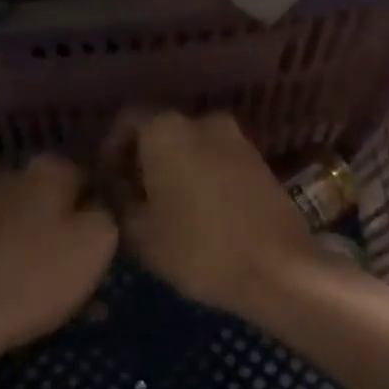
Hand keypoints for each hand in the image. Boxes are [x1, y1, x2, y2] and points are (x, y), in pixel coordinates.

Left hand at [0, 154, 116, 360]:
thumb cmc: (39, 274)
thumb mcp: (99, 239)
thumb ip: (110, 210)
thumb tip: (104, 203)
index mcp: (50, 168)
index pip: (98, 176)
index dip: (111, 209)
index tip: (117, 243)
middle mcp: (16, 177)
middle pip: (66, 204)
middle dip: (84, 235)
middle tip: (100, 273)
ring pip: (43, 230)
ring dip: (62, 258)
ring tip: (80, 301)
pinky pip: (18, 250)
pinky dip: (34, 271)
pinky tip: (46, 304)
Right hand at [107, 110, 317, 317]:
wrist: (279, 268)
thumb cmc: (199, 248)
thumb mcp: (140, 232)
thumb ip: (119, 199)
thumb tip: (115, 184)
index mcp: (168, 130)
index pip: (127, 120)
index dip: (111, 150)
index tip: (108, 182)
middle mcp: (204, 122)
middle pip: (161, 132)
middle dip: (143, 160)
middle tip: (133, 198)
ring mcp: (238, 140)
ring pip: (192, 146)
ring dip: (175, 169)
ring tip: (165, 209)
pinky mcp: (260, 162)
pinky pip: (218, 160)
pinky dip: (202, 176)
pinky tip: (199, 212)